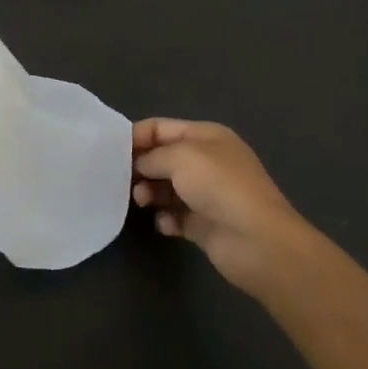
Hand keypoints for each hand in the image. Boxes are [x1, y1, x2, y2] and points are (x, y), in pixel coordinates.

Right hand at [132, 119, 314, 296]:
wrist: (257, 241)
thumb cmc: (219, 186)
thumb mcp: (181, 157)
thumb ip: (153, 155)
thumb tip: (140, 165)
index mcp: (207, 136)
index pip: (162, 127)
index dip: (136, 135)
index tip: (110, 150)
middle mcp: (207, 161)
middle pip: (163, 158)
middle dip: (141, 166)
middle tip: (122, 179)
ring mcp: (207, 194)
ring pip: (167, 188)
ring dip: (150, 192)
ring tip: (143, 201)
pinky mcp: (205, 224)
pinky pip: (176, 216)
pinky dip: (166, 218)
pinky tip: (166, 223)